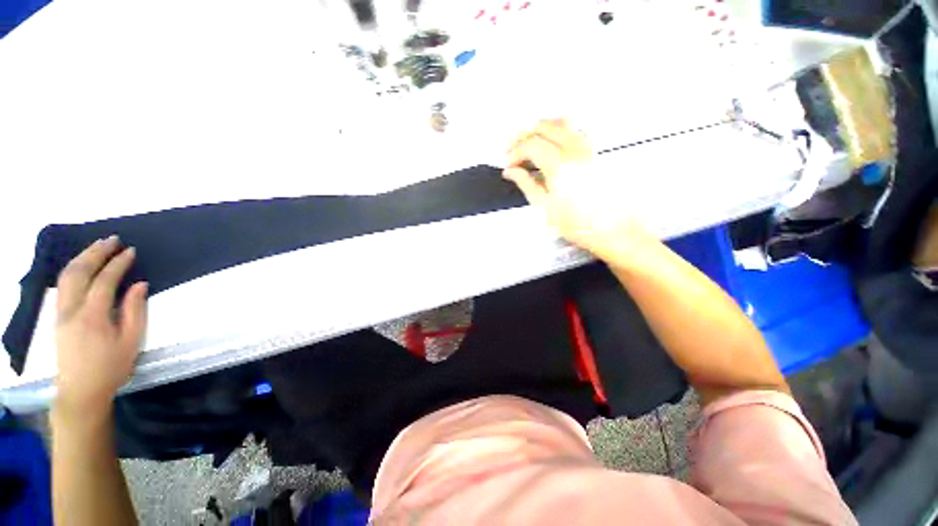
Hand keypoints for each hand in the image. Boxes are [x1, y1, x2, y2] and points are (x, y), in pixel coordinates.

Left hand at [54, 236, 147, 419]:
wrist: (81, 390)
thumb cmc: (111, 367)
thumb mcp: (131, 342)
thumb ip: (135, 311)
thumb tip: (140, 284)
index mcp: (92, 316)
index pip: (104, 280)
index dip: (118, 263)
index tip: (131, 251)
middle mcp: (71, 309)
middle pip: (79, 272)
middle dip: (96, 252)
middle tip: (113, 240)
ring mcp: (60, 312)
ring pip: (66, 276)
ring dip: (82, 257)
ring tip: (98, 246)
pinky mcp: (57, 316)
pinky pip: (62, 285)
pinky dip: (73, 269)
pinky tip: (83, 265)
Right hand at [503, 119, 652, 262]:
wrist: (612, 229)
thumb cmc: (576, 223)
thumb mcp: (544, 207)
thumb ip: (526, 184)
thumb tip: (511, 172)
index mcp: (559, 165)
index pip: (531, 145)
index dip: (514, 153)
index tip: (507, 165)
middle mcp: (575, 149)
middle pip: (545, 126)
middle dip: (524, 135)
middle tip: (512, 149)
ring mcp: (588, 148)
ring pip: (561, 123)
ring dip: (540, 129)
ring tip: (528, 144)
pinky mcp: (595, 153)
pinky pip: (574, 130)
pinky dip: (557, 131)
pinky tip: (551, 145)